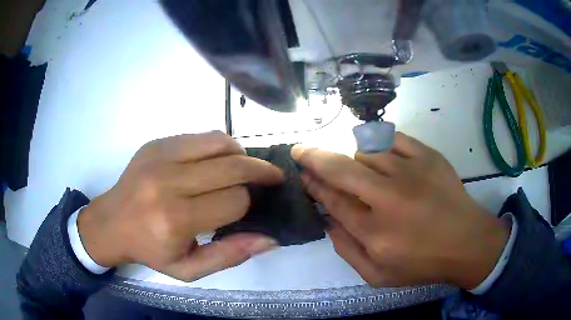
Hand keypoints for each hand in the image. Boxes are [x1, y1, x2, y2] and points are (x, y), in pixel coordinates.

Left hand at [78, 131, 282, 280]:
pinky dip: (219, 146)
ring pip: (220, 142)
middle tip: (274, 177)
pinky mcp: (156, 143)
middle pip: (232, 166)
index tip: (248, 210)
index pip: (234, 201)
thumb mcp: (189, 269)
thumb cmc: (150, 250)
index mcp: (175, 219)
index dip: (248, 205)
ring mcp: (160, 156)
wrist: (111, 223)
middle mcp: (167, 182)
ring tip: (245, 168)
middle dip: (261, 171)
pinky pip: (200, 136)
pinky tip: (218, 161)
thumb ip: (230, 255)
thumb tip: (270, 238)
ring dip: (242, 154)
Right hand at [291, 133, 509, 288]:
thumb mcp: (377, 275)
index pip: (333, 200)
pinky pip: (392, 138)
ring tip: (356, 167)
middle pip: (341, 169)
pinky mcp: (428, 156)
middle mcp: (389, 198)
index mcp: (375, 232)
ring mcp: (411, 171)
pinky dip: (379, 142)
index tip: (303, 176)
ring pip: (365, 150)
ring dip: (352, 157)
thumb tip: (327, 220)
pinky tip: (378, 152)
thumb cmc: (423, 264)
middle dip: (314, 157)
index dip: (314, 185)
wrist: (467, 242)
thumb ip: (346, 250)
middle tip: (300, 151)